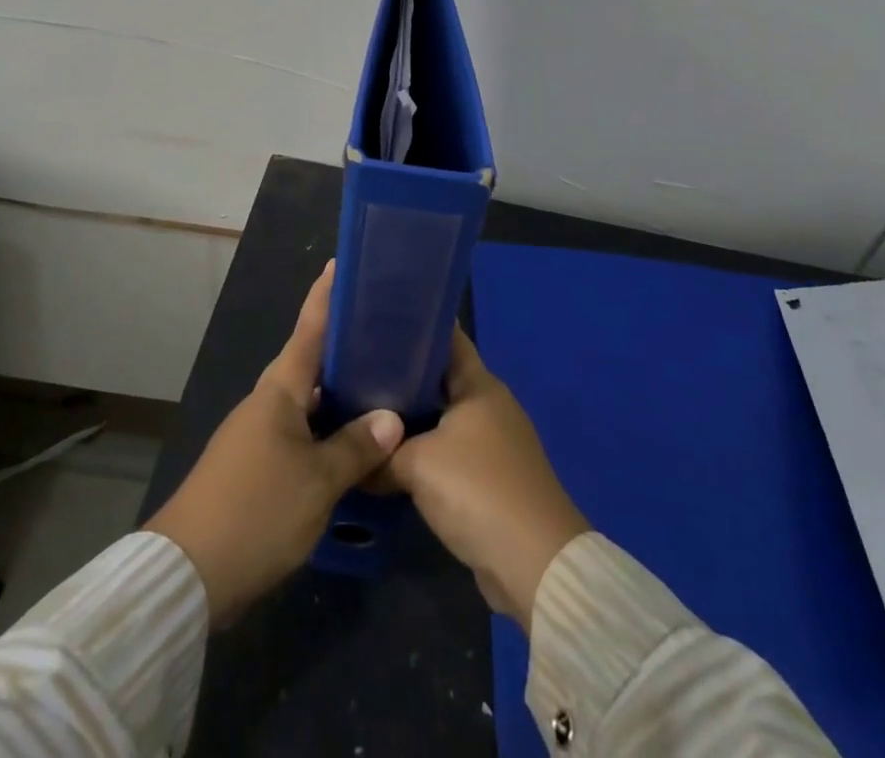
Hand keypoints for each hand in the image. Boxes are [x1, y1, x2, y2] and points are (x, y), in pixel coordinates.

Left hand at [143, 262, 404, 625]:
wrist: (188, 573)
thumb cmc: (257, 511)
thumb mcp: (317, 481)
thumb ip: (355, 447)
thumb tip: (392, 418)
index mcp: (279, 391)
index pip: (308, 330)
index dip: (325, 296)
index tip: (340, 263)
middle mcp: (267, 402)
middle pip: (310, 363)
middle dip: (344, 346)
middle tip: (385, 333)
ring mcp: (258, 434)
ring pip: (307, 401)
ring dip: (339, 392)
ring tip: (382, 385)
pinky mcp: (255, 465)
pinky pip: (300, 431)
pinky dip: (327, 428)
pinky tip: (352, 442)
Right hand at [384, 328, 588, 629]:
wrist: (534, 565)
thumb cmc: (477, 490)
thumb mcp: (417, 465)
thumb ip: (380, 456)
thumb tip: (350, 459)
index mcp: (479, 385)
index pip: (445, 337)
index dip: (413, 324)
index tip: (375, 318)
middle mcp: (489, 405)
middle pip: (439, 378)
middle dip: (401, 373)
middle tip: (355, 368)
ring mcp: (493, 442)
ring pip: (441, 417)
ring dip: (410, 418)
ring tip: (364, 411)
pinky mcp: (491, 478)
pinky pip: (448, 451)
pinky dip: (422, 450)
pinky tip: (390, 456)